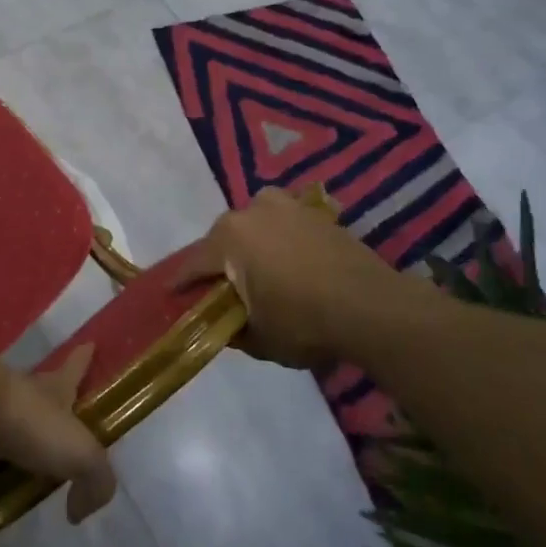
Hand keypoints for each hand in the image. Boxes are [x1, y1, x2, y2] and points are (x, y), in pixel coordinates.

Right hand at [176, 187, 417, 367]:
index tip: (172, 294)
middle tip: (222, 286)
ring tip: (259, 269)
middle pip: (223, 237)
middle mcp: (252, 211)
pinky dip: (282, 240)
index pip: (194, 263)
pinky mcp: (318, 214)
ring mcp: (288, 207)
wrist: (373, 308)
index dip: (182, 282)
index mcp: (229, 238)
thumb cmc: (304, 323)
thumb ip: (233, 329)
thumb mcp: (258, 339)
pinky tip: (291, 263)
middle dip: (220, 260)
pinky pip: (286, 225)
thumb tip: (226, 324)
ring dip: (252, 243)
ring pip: (256, 223)